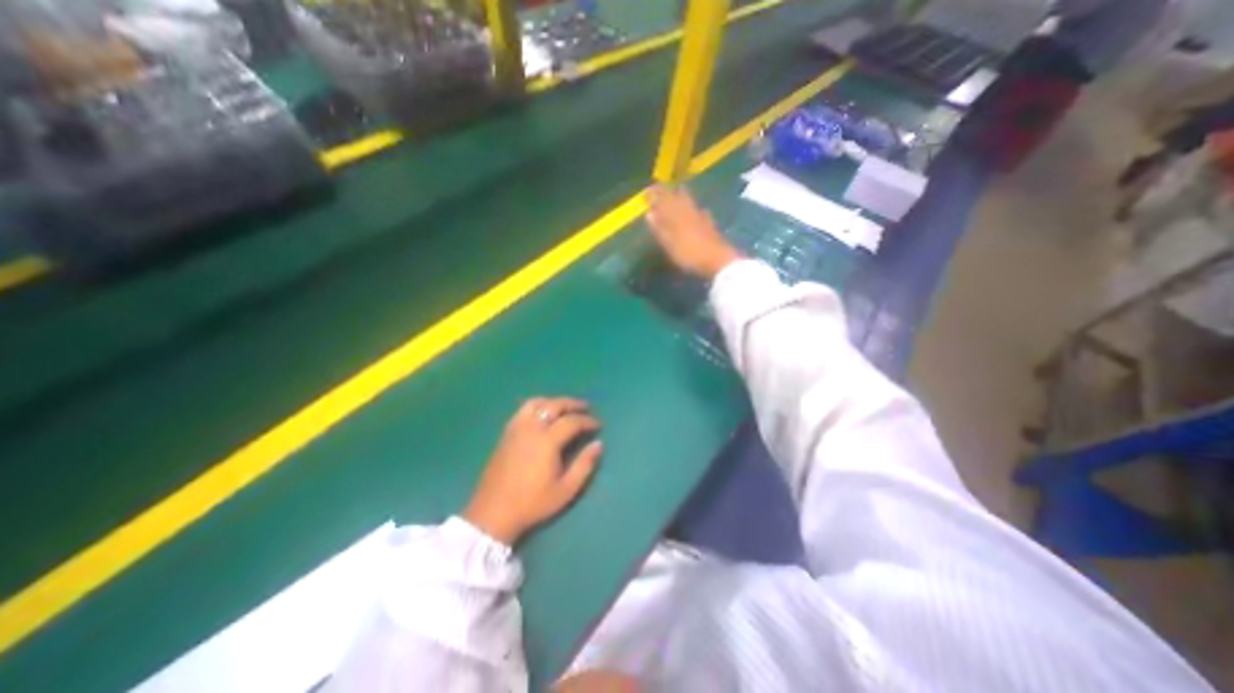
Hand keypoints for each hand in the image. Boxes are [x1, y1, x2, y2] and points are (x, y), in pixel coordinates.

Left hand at [464, 399, 603, 544]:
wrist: (493, 513)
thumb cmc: (533, 503)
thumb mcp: (565, 490)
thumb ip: (584, 465)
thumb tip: (599, 444)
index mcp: (547, 441)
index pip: (571, 421)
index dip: (587, 421)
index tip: (598, 425)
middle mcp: (531, 429)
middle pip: (553, 405)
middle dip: (572, 404)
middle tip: (585, 407)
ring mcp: (515, 429)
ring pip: (535, 403)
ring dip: (553, 401)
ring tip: (564, 407)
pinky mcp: (505, 434)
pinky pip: (523, 410)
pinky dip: (537, 406)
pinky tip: (541, 415)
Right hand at [646, 186, 742, 281]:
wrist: (718, 260)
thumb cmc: (689, 253)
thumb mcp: (669, 244)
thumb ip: (659, 228)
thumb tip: (649, 213)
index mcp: (676, 214)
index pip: (663, 199)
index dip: (654, 194)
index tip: (646, 192)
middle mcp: (688, 210)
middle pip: (678, 195)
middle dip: (668, 191)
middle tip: (661, 190)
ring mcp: (701, 216)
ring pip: (689, 200)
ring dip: (681, 196)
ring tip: (675, 194)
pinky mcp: (710, 223)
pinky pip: (699, 210)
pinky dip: (693, 208)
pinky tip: (696, 210)